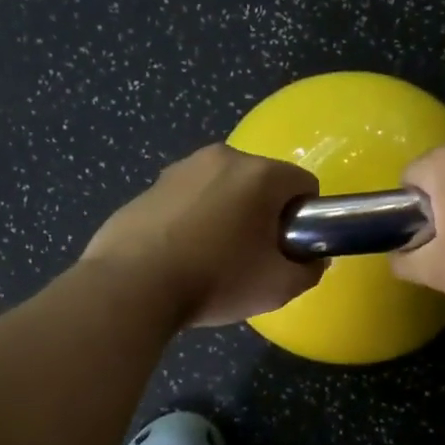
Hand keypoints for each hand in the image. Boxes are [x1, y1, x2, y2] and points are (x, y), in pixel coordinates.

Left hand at [82, 144, 324, 326]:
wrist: (131, 286)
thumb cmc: (215, 280)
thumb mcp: (278, 287)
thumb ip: (310, 270)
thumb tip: (313, 260)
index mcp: (260, 174)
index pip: (304, 185)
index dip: (304, 218)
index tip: (287, 247)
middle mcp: (222, 157)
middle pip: (262, 182)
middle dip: (264, 214)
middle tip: (251, 257)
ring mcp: (181, 168)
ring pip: (223, 188)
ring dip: (227, 214)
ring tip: (210, 258)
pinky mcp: (150, 186)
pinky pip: (188, 198)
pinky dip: (192, 219)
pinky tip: (178, 255)